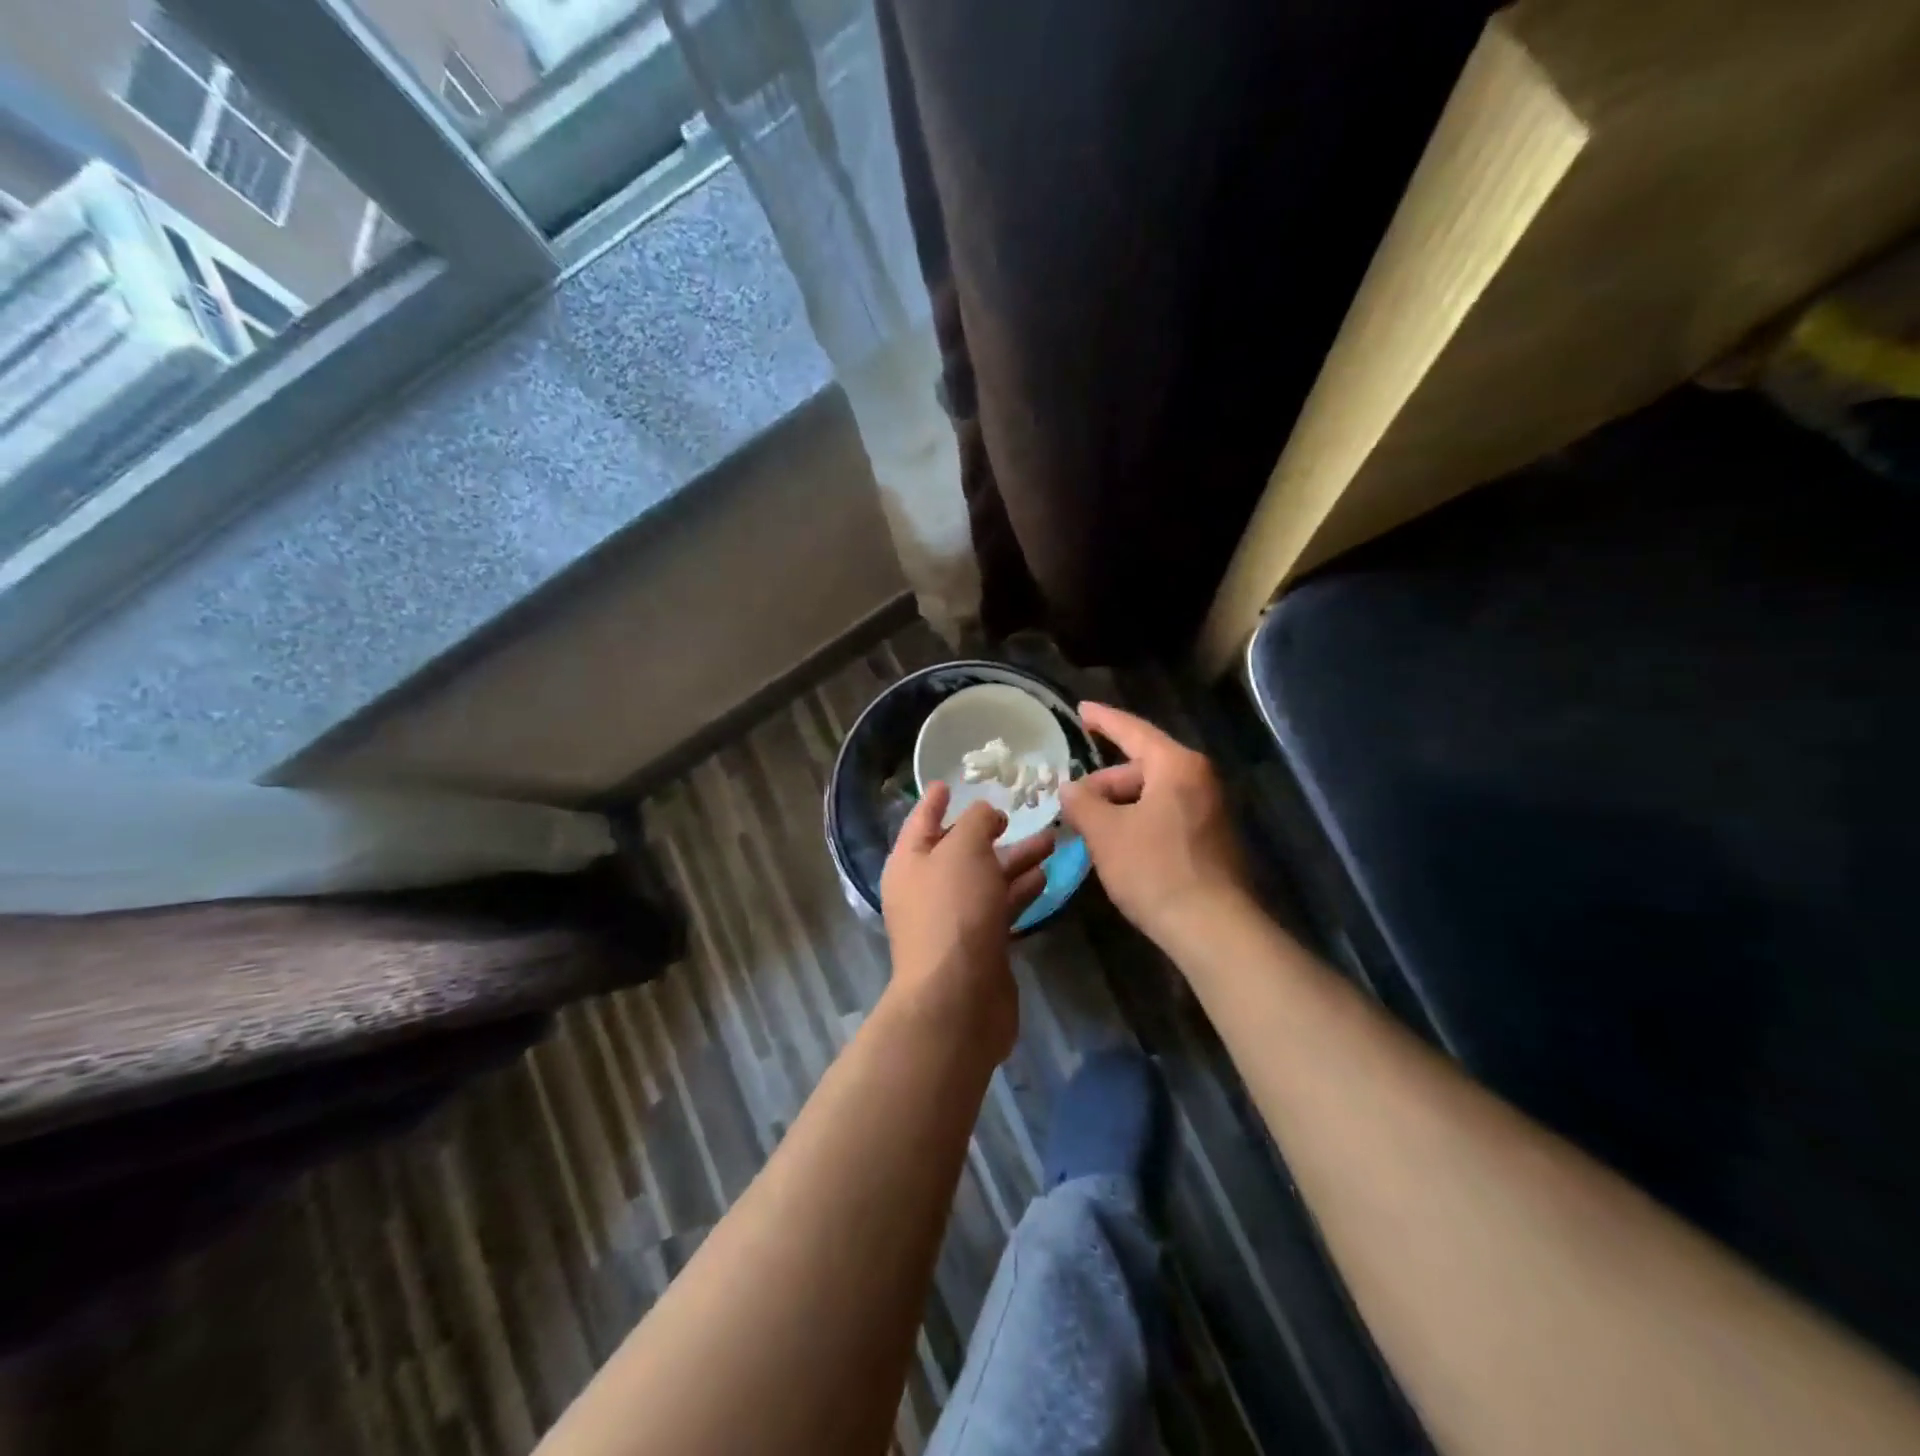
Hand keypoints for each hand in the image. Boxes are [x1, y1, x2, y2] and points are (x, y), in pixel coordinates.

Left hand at [880, 781, 1053, 1050]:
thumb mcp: (963, 849)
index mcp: (909, 862)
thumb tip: (986, 815)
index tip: (949, 782)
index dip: (935, 800)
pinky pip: (1001, 906)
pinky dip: (1021, 890)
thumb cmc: (954, 910)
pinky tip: (1046, 877)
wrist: (958, 998)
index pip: (921, 820)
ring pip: (986, 878)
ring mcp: (954, 920)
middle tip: (1023, 813)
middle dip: (991, 831)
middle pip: (960, 850)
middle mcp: (927, 888)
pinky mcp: (980, 945)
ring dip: (1016, 859)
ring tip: (1052, 840)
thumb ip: (976, 821)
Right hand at [1059, 702, 1251, 943]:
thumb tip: (1070, 788)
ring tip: (1089, 827)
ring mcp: (1210, 809)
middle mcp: (1199, 778)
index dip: (1103, 720)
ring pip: (1153, 794)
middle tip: (1072, 801)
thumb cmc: (1154, 869)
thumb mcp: (1106, 833)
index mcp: (1177, 765)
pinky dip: (1138, 820)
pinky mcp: (1212, 838)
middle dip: (1104, 781)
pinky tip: (1117, 844)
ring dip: (1119, 805)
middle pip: (1142, 766)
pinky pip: (1167, 814)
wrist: (1212, 927)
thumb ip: (1083, 803)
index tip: (1081, 710)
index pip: (1133, 730)